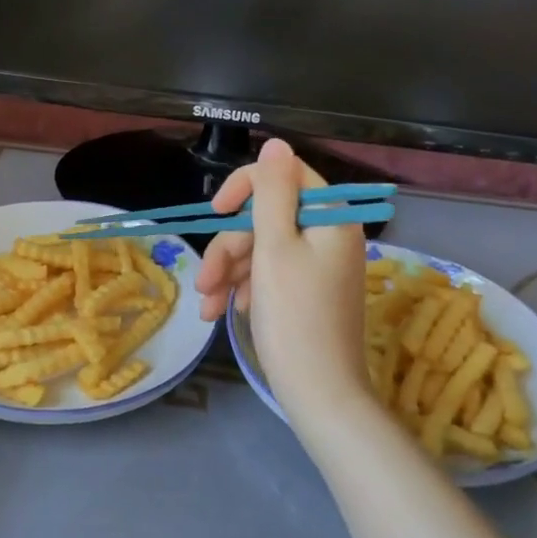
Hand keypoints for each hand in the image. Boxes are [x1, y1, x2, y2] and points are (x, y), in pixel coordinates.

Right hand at [195, 139, 370, 422]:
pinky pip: (271, 274)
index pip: (286, 176)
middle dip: (230, 247)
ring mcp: (321, 266)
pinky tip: (225, 312)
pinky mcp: (309, 292)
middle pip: (268, 218)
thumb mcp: (275, 247)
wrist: (319, 394)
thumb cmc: (294, 317)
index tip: (216, 210)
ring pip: (264, 249)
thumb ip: (272, 192)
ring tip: (207, 306)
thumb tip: (276, 143)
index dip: (246, 187)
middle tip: (205, 281)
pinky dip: (245, 288)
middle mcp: (330, 235)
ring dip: (230, 272)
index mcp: (332, 218)